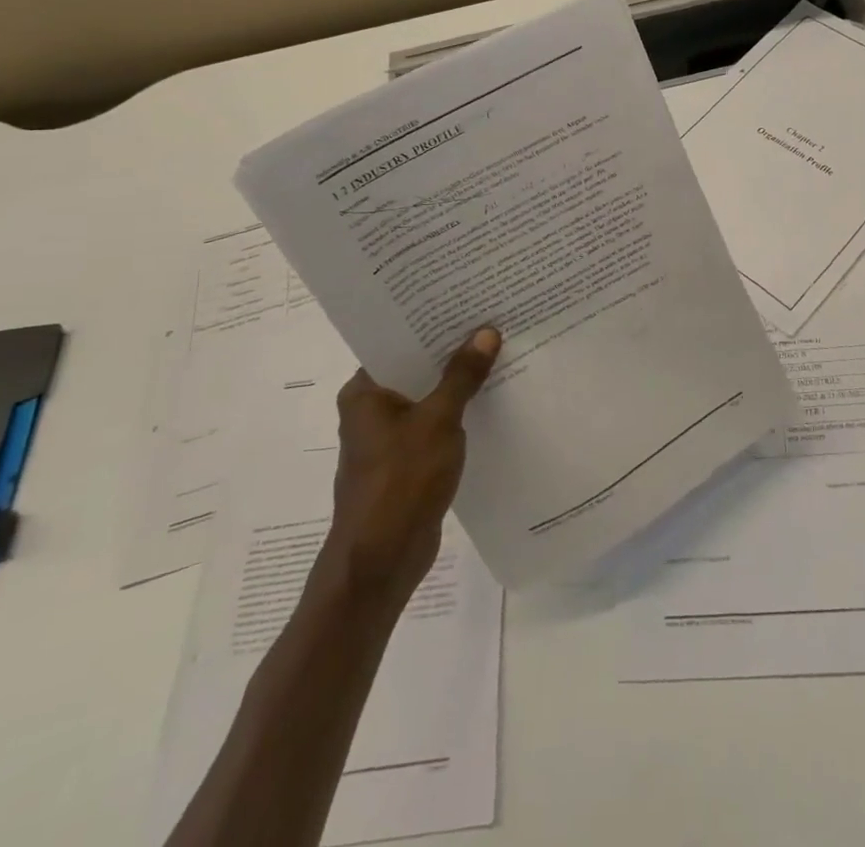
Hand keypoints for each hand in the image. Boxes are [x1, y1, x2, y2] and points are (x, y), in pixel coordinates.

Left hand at [323, 326, 499, 603]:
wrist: (381, 561)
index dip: (431, 323)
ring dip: (458, 384)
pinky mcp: (407, 463)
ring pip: (429, 398)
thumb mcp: (438, 420)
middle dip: (452, 352)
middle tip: (492, 322)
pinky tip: (492, 401)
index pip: (398, 342)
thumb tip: (486, 332)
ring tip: (499, 354)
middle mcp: (371, 410)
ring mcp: (389, 439)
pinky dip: (459, 414)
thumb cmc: (400, 481)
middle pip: (416, 369)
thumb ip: (462, 376)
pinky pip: (436, 426)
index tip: (466, 302)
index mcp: (365, 392)